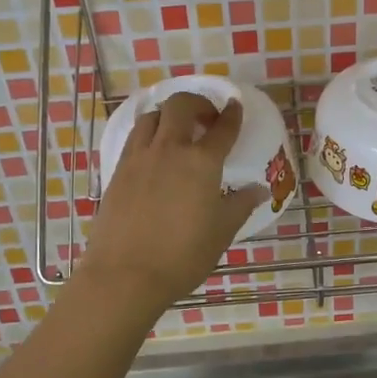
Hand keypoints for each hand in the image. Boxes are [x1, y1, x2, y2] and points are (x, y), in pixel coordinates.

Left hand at [77, 92, 267, 318]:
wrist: (124, 274)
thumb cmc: (182, 256)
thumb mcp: (221, 232)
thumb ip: (240, 205)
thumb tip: (258, 189)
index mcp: (201, 162)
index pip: (222, 128)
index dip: (232, 115)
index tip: (235, 106)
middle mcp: (169, 149)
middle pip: (181, 106)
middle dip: (198, 103)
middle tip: (207, 118)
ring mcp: (139, 157)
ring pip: (152, 116)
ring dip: (169, 114)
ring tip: (177, 130)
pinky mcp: (118, 170)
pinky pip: (135, 136)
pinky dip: (149, 132)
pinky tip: (154, 151)